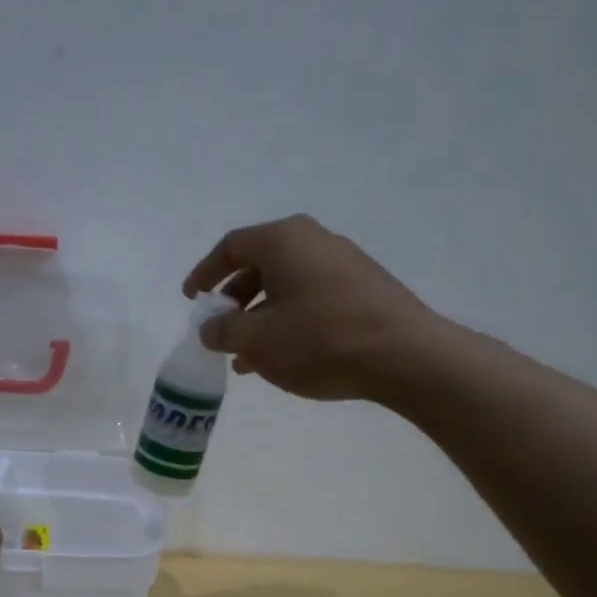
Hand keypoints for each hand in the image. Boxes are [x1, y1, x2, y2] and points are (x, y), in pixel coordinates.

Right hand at [183, 214, 439, 404]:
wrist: (404, 356)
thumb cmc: (320, 340)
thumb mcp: (257, 341)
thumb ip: (224, 332)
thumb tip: (211, 328)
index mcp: (283, 240)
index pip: (231, 247)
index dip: (205, 273)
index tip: (192, 299)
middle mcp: (313, 240)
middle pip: (260, 263)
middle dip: (234, 299)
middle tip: (220, 328)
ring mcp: (343, 262)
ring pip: (286, 285)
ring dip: (260, 316)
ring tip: (246, 354)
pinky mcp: (364, 288)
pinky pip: (311, 297)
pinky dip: (288, 319)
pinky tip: (283, 355)